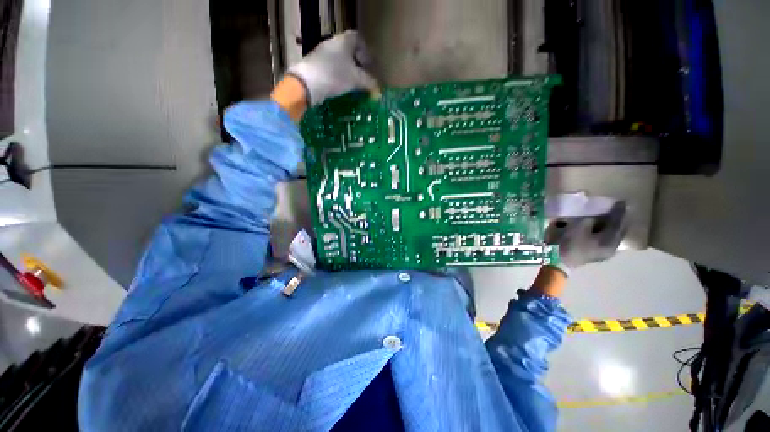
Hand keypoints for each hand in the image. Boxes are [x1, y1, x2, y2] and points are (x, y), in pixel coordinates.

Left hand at [287, 31, 377, 105]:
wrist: (307, 83)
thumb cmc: (335, 76)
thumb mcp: (356, 80)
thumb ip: (369, 83)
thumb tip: (378, 91)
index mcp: (343, 41)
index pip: (358, 39)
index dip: (365, 51)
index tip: (369, 65)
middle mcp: (332, 43)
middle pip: (348, 50)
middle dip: (357, 63)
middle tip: (362, 77)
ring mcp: (322, 53)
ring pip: (340, 59)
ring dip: (348, 71)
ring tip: (352, 84)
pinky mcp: (315, 65)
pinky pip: (331, 67)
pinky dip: (338, 75)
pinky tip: (340, 86)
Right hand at [545, 201, 627, 274]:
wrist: (555, 259)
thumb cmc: (568, 242)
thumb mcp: (579, 226)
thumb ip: (591, 219)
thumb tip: (595, 216)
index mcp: (610, 242)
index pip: (619, 224)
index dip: (619, 212)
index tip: (622, 201)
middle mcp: (610, 248)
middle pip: (616, 231)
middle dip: (616, 220)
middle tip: (616, 209)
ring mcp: (601, 253)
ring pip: (608, 236)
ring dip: (607, 226)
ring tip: (606, 217)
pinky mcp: (592, 254)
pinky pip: (600, 239)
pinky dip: (599, 232)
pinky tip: (595, 227)